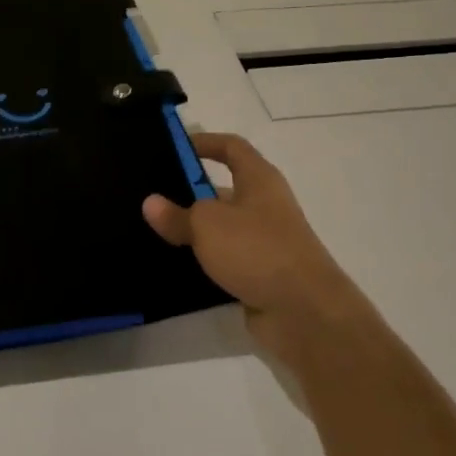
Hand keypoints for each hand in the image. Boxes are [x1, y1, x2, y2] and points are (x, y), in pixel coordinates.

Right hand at [143, 132, 369, 369]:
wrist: (304, 313)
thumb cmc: (257, 250)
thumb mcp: (208, 224)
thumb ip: (177, 214)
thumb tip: (151, 203)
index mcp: (259, 180)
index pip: (232, 147)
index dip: (205, 142)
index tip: (174, 147)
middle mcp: (265, 205)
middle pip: (223, 189)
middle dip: (189, 191)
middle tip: (151, 195)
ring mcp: (264, 241)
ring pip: (221, 227)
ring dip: (193, 230)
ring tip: (153, 230)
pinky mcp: (260, 274)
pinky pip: (224, 258)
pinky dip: (202, 260)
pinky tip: (173, 265)